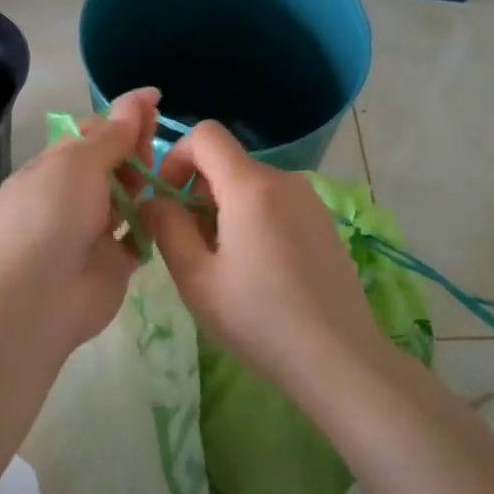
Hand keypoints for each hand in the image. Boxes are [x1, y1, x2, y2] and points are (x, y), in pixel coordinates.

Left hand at [0, 87, 159, 348]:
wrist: (34, 298)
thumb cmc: (50, 216)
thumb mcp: (78, 163)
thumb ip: (114, 133)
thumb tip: (140, 96)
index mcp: (55, 167)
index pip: (93, 133)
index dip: (124, 116)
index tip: (157, 101)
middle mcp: (73, 196)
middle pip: (114, 162)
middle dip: (137, 148)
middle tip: (157, 144)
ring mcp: (93, 230)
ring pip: (129, 197)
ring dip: (147, 182)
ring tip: (172, 172)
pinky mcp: (114, 262)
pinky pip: (140, 235)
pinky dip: (154, 222)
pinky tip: (172, 207)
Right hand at [142, 121, 379, 389]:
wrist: (340, 358)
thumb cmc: (259, 318)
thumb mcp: (196, 278)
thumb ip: (166, 227)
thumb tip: (154, 200)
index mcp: (250, 185)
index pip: (205, 134)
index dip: (176, 157)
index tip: (168, 201)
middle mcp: (284, 179)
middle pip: (226, 163)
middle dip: (198, 194)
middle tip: (193, 248)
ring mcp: (309, 199)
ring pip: (250, 185)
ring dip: (225, 210)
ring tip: (227, 266)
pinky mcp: (323, 221)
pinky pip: (275, 203)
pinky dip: (254, 220)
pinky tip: (260, 271)